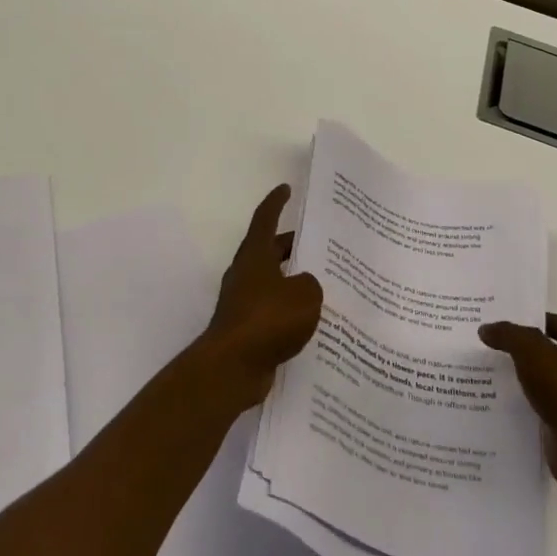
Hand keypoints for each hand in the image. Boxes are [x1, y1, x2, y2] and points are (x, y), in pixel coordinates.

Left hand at [197, 185, 324, 409]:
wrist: (232, 367)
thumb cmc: (267, 320)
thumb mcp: (305, 295)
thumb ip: (311, 283)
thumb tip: (304, 286)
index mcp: (255, 255)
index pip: (265, 219)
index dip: (276, 202)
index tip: (286, 189)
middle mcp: (245, 273)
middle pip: (270, 250)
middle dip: (292, 245)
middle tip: (320, 244)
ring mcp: (243, 302)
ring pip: (272, 281)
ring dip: (293, 279)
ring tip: (324, 284)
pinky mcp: (246, 328)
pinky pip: (272, 309)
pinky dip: (289, 309)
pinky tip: (312, 321)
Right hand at [480, 315, 556, 490]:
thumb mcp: (532, 351)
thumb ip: (508, 334)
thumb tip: (487, 329)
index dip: (529, 320)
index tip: (500, 324)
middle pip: (552, 350)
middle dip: (524, 348)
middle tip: (491, 345)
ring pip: (549, 379)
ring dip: (525, 376)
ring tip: (491, 371)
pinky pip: (548, 404)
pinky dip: (530, 401)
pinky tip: (505, 400)